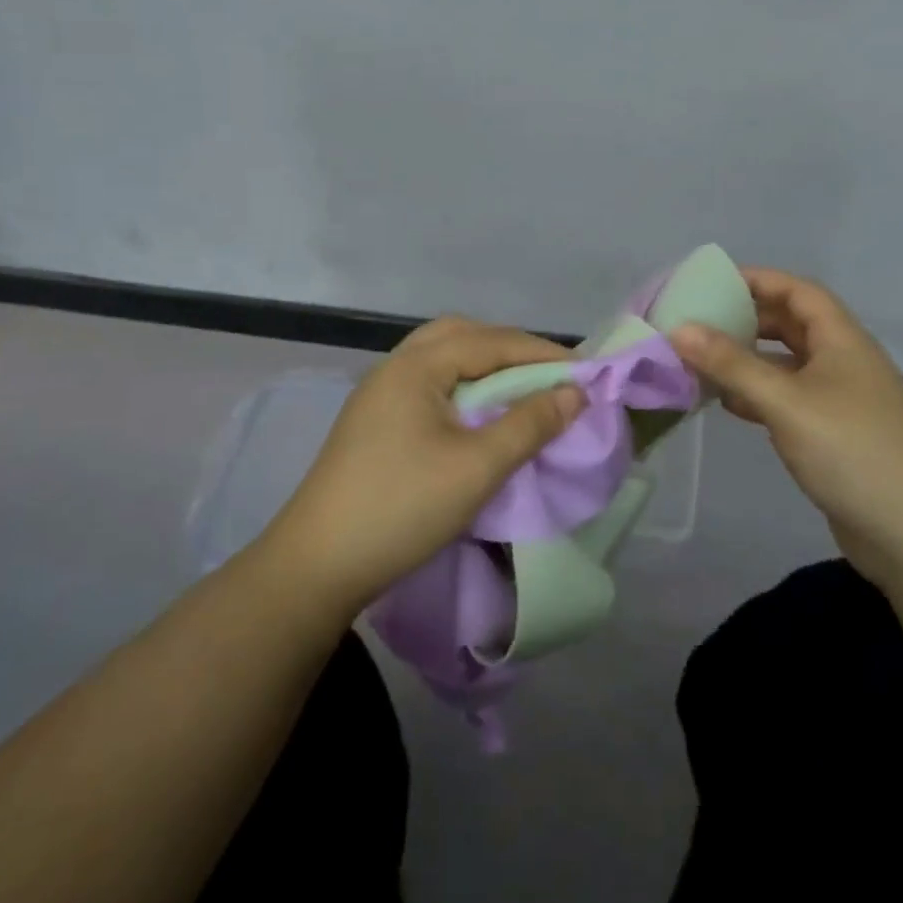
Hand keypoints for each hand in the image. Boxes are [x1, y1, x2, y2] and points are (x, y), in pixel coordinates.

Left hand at [261, 317, 582, 615]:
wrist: (317, 566)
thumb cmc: (402, 508)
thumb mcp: (477, 468)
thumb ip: (529, 424)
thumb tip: (575, 393)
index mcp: (416, 365)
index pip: (492, 342)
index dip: (542, 353)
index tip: (586, 371)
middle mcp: (395, 366)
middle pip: (463, 335)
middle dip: (511, 349)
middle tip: (549, 375)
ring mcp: (380, 392)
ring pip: (443, 357)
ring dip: (485, 364)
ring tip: (519, 389)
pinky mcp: (374, 420)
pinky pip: (430, 381)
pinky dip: (463, 383)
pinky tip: (477, 411)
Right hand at [671, 267, 902, 583]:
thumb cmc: (851, 451)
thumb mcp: (785, 402)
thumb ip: (731, 364)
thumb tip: (679, 329)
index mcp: (842, 340)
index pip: (798, 291)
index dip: (758, 279)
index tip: (711, 282)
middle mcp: (844, 361)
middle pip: (792, 325)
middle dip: (747, 319)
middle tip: (699, 322)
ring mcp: (841, 399)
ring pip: (788, 364)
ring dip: (749, 360)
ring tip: (702, 360)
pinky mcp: (834, 434)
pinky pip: (789, 399)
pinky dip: (759, 395)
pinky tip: (728, 404)